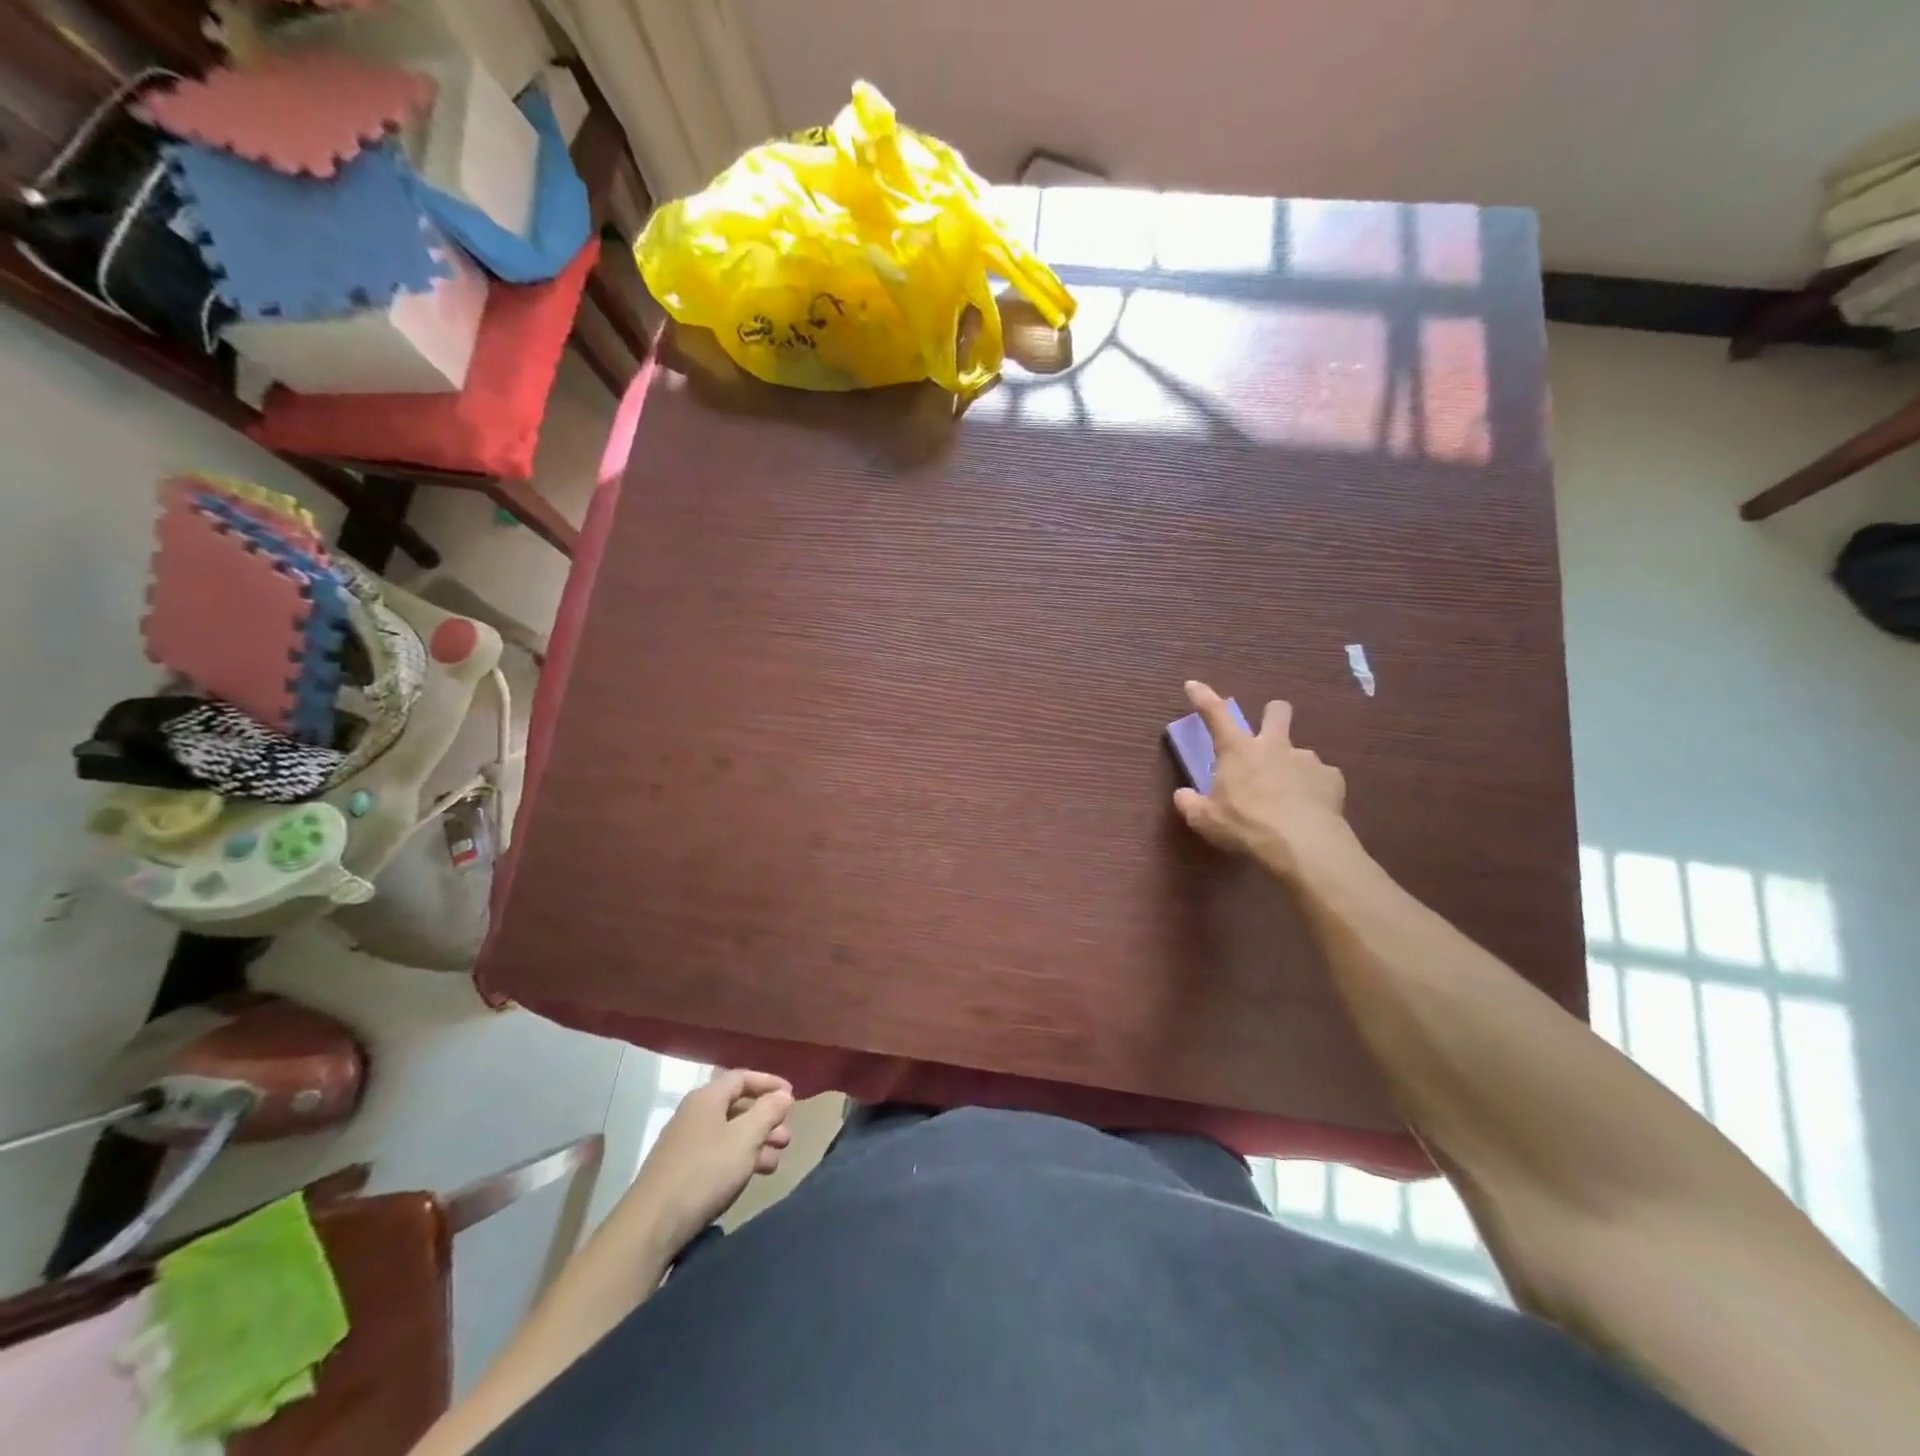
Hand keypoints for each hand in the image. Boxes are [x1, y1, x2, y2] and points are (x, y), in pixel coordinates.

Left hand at [627, 1069, 795, 1251]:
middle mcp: (694, 1114)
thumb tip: (783, 1095)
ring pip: (729, 1133)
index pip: (743, 1078)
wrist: (651, 1225)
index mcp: (707, 1098)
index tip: (792, 1097)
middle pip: (737, 1106)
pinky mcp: (681, 1171)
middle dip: (766, 1119)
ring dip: (756, 1142)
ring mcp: (685, 1143)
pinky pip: (718, 1154)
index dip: (769, 1083)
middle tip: (787, 1137)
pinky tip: (751, 1176)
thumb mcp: (745, 1138)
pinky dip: (739, 1159)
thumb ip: (768, 1112)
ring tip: (775, 1161)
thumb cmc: (705, 1172)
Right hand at [1172, 680, 1350, 879]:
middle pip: (1277, 712)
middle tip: (1268, 732)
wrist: (1303, 844)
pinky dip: (1315, 789)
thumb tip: (1182, 795)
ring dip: (1292, 766)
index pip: (1215, 714)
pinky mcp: (1332, 779)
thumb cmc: (1246, 826)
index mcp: (1238, 750)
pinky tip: (1311, 808)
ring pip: (1300, 752)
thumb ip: (1190, 804)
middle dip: (1273, 714)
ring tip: (1289, 796)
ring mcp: (1307, 760)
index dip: (1203, 697)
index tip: (1193, 685)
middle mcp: (1274, 746)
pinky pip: (1321, 778)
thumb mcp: (1205, 820)